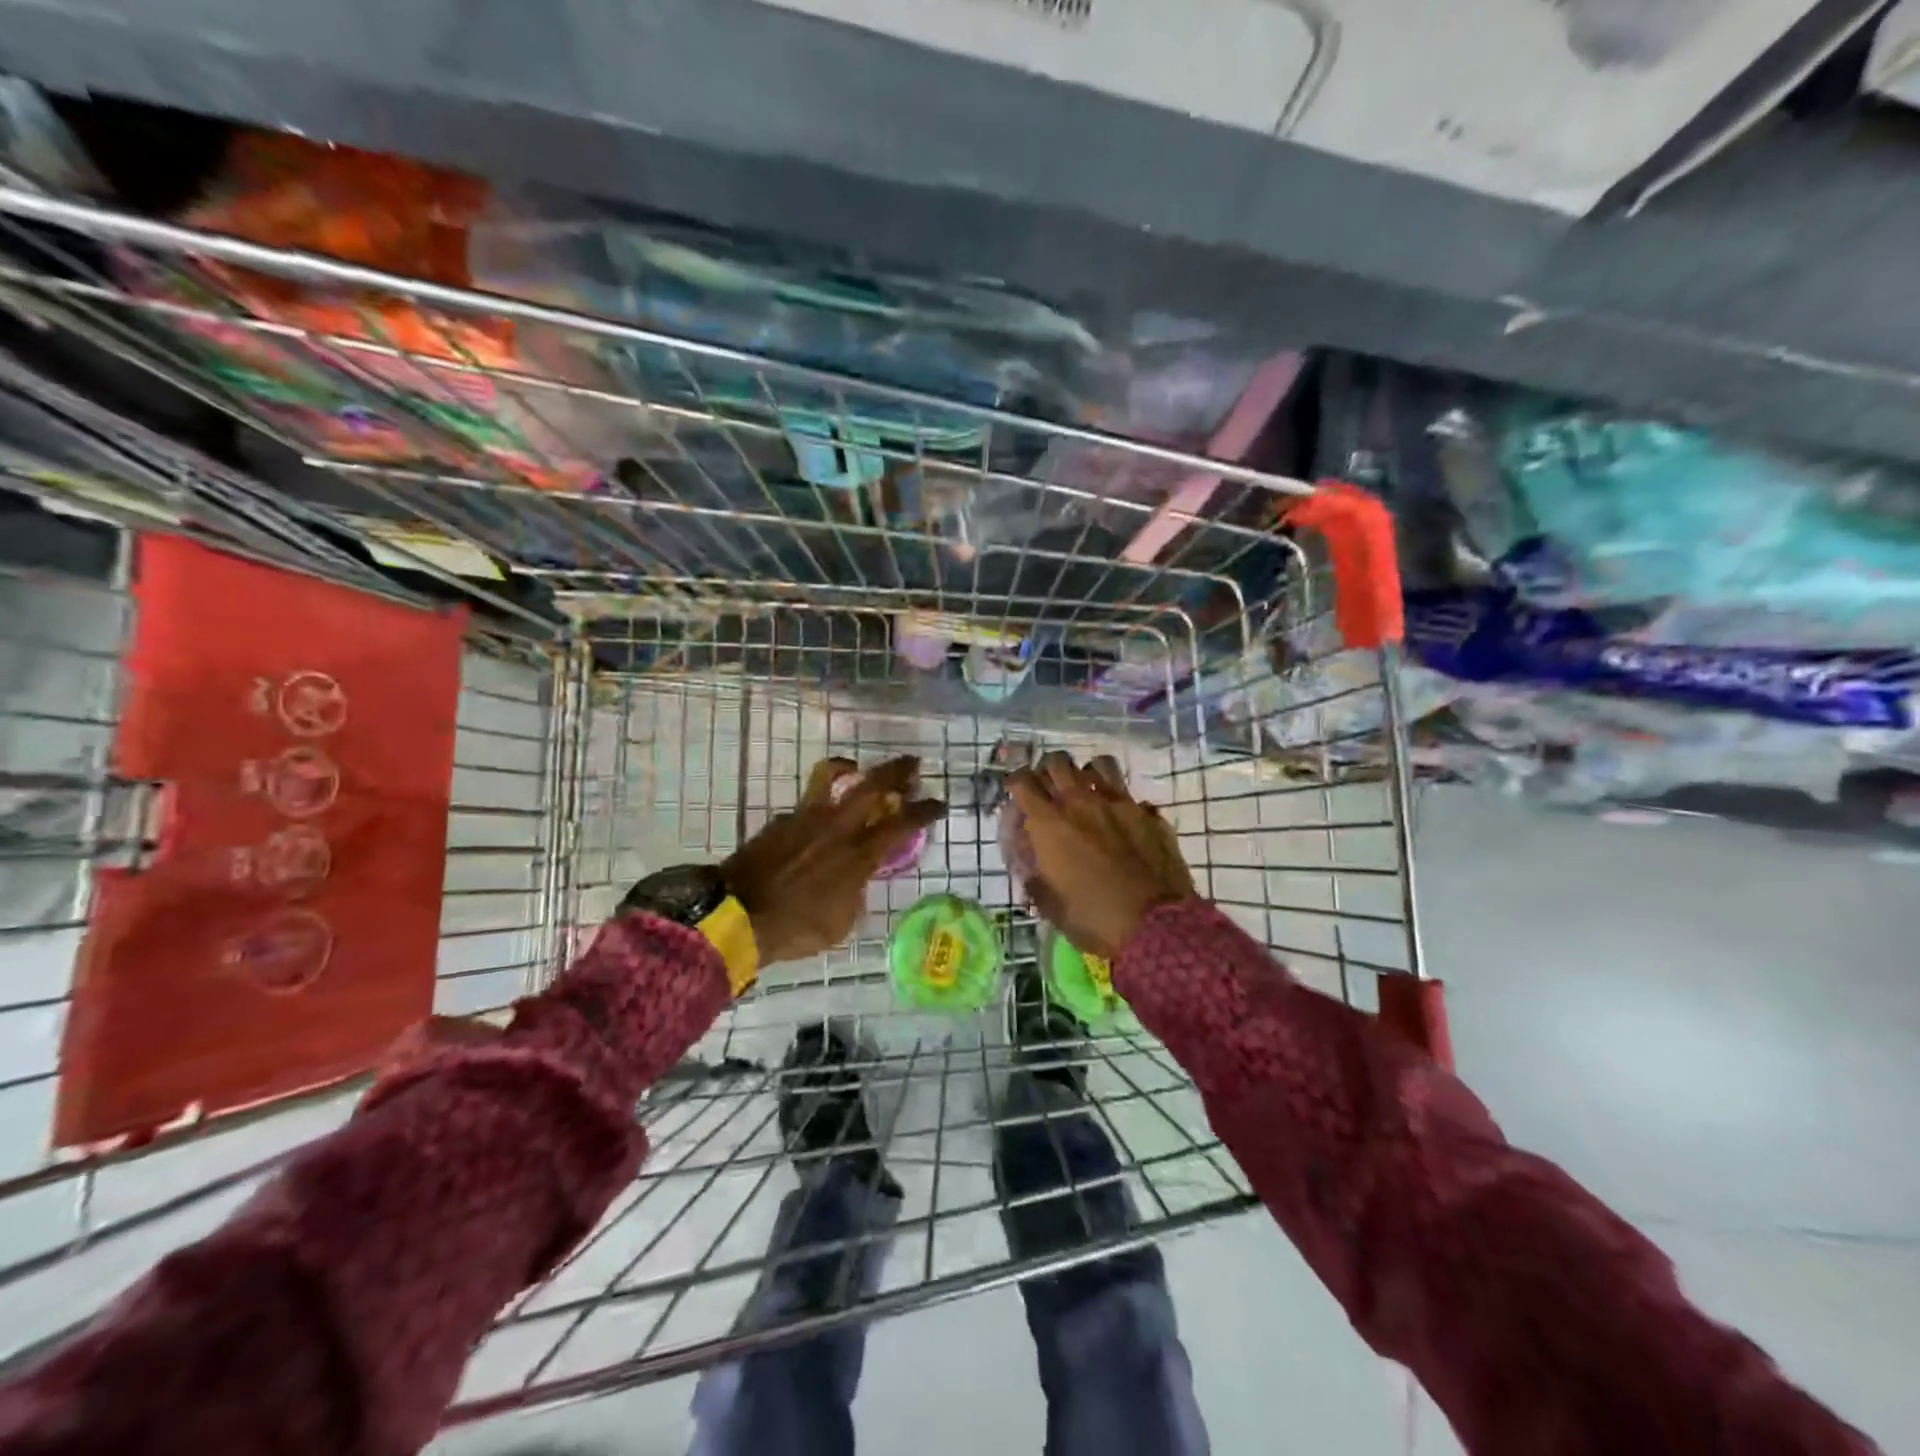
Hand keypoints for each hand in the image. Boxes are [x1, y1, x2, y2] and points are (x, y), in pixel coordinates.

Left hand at [725, 756, 945, 965]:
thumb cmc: (794, 927)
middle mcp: (836, 827)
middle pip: (873, 784)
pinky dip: (820, 805)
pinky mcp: (781, 820)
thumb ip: (856, 894)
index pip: (902, 823)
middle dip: (898, 770)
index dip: (925, 810)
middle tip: (912, 764)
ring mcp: (806, 818)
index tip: (939, 802)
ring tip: (857, 769)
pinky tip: (818, 822)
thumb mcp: (841, 923)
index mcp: (858, 854)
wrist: (735, 916)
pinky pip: (807, 803)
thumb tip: (856, 880)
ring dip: (851, 768)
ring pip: (831, 776)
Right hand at [1007, 751, 1193, 958]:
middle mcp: (1081, 802)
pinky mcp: (1148, 815)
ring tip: (1086, 790)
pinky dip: (1120, 801)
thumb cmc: (1092, 918)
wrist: (1155, 927)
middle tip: (1049, 788)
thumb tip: (1031, 864)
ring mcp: (1119, 804)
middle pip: (1058, 762)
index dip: (1015, 782)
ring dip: (1086, 774)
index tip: (1016, 791)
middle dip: (1048, 771)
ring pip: (1098, 765)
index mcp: (1049, 823)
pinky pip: (1130, 794)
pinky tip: (1120, 817)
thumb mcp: (1049, 905)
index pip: (1023, 782)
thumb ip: (1034, 876)